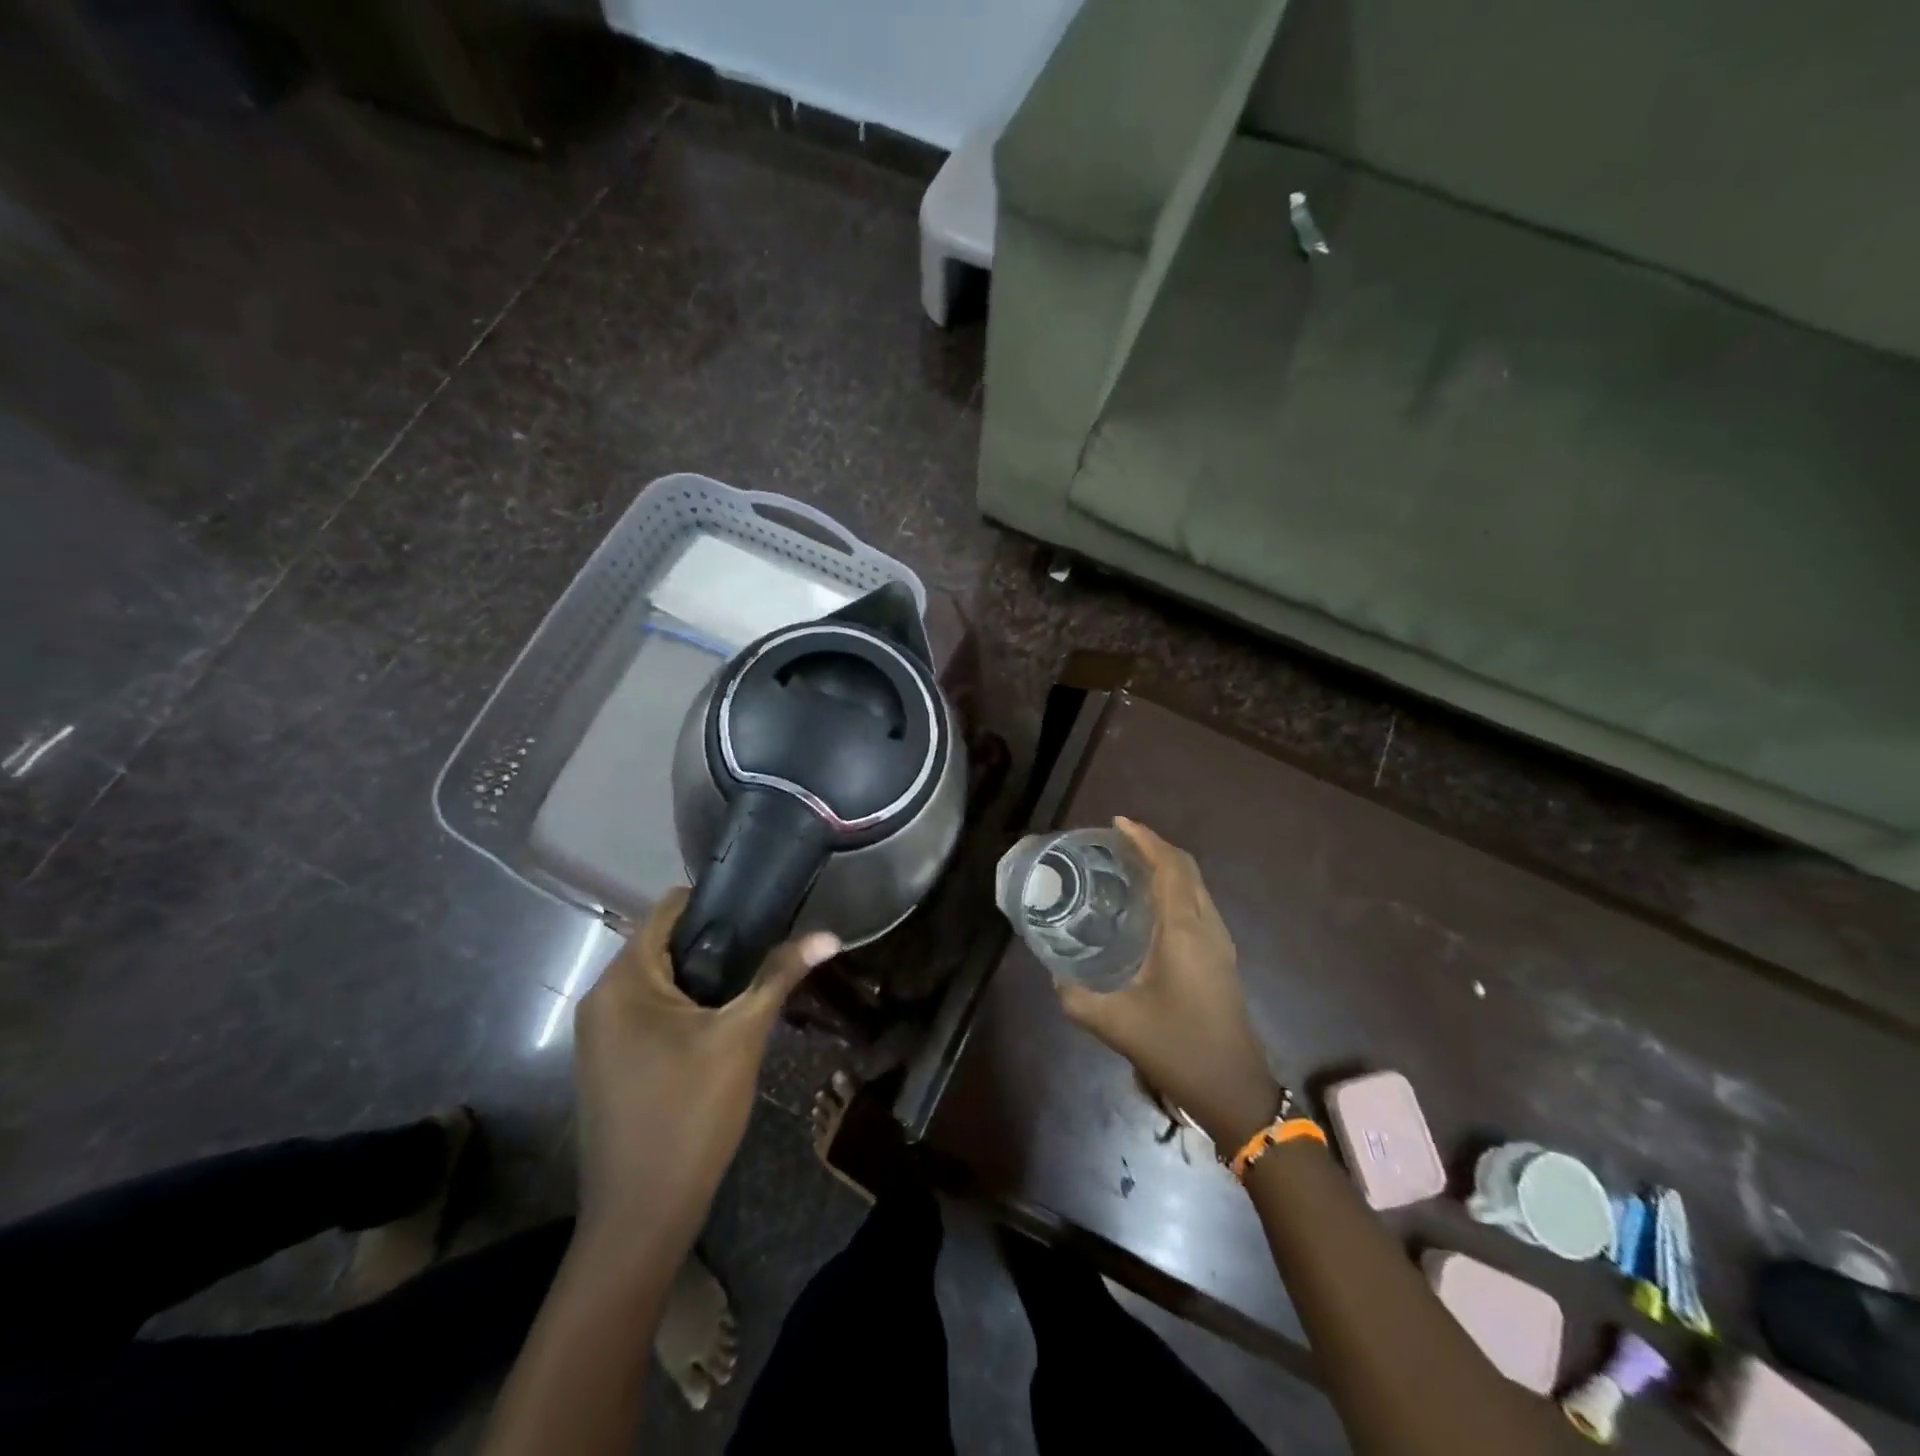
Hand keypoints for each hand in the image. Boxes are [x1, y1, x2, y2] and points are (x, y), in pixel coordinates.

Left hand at [572, 888, 839, 1248]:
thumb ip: (780, 976)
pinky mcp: (610, 1060)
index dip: (718, 902)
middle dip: (717, 943)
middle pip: (665, 943)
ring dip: (705, 976)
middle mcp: (602, 997)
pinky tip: (723, 1023)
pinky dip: (687, 1005)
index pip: (669, 909)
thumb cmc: (689, 1114)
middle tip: (769, 950)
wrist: (642, 1218)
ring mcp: (600, 1032)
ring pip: (660, 979)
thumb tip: (830, 936)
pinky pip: (651, 1010)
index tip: (763, 910)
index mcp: (623, 980)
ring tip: (754, 982)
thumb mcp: (742, 1037)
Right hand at [1055, 818, 1278, 1148]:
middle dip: (1154, 846)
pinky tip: (1149, 903)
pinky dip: (1175, 886)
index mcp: (1183, 929)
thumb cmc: (1177, 1048)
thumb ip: (1076, 996)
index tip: (1116, 823)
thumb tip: (1054, 974)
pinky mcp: (1221, 956)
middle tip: (1116, 841)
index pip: (1168, 866)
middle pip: (1185, 867)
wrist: (1233, 1088)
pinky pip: (1198, 902)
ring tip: (1128, 864)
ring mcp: (1219, 940)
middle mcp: (1206, 925)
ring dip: (1166, 865)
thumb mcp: (1115, 1023)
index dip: (1144, 839)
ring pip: (1195, 884)